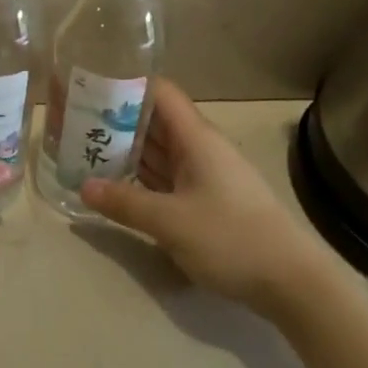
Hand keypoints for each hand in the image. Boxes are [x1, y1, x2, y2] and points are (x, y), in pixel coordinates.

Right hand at [79, 79, 333, 313]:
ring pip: (158, 151)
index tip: (89, 86)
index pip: (158, 92)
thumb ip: (125, 202)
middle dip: (115, 120)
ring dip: (126, 150)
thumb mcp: (170, 222)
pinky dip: (142, 177)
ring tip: (84, 149)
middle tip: (73, 122)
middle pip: (153, 121)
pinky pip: (167, 178)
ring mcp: (205, 175)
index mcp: (195, 137)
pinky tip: (116, 185)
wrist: (293, 283)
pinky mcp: (208, 201)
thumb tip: (84, 186)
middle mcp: (199, 148)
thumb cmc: (231, 238)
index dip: (125, 84)